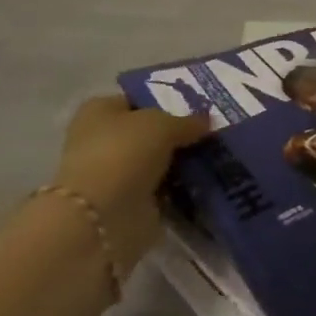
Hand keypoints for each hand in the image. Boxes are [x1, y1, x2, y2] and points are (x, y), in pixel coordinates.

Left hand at [53, 97, 208, 263]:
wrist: (102, 216)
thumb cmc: (124, 152)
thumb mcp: (164, 124)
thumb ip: (188, 122)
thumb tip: (207, 122)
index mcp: (99, 111)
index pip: (138, 99)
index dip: (167, 99)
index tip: (198, 105)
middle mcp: (101, 140)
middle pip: (148, 131)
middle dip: (177, 133)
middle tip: (212, 130)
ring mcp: (114, 174)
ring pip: (156, 160)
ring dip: (179, 161)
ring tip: (216, 153)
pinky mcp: (126, 204)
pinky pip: (161, 188)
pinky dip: (179, 186)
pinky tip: (205, 179)